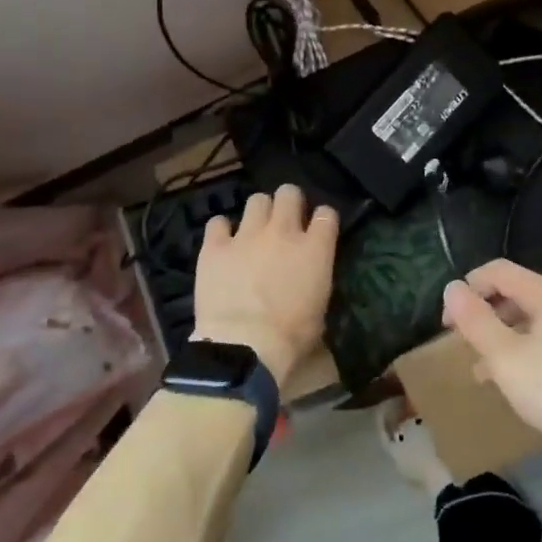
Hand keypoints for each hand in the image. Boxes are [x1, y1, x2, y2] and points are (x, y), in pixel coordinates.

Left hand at [194, 184, 339, 384]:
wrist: (244, 348)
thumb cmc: (290, 338)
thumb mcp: (320, 312)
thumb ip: (317, 284)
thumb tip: (311, 283)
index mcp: (315, 249)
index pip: (326, 214)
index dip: (322, 219)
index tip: (318, 229)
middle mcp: (282, 232)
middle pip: (289, 193)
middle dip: (289, 203)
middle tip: (285, 221)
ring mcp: (246, 236)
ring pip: (256, 200)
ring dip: (259, 212)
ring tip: (254, 230)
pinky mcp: (215, 247)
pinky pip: (217, 223)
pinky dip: (221, 230)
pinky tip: (222, 242)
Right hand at [442, 259, 541, 453]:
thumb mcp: (506, 358)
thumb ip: (476, 321)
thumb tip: (452, 287)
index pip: (497, 270)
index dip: (467, 289)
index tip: (449, 324)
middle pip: (514, 293)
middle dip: (484, 315)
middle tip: (465, 347)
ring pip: (530, 320)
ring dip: (502, 337)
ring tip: (484, 372)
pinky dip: (525, 352)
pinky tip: (519, 384)